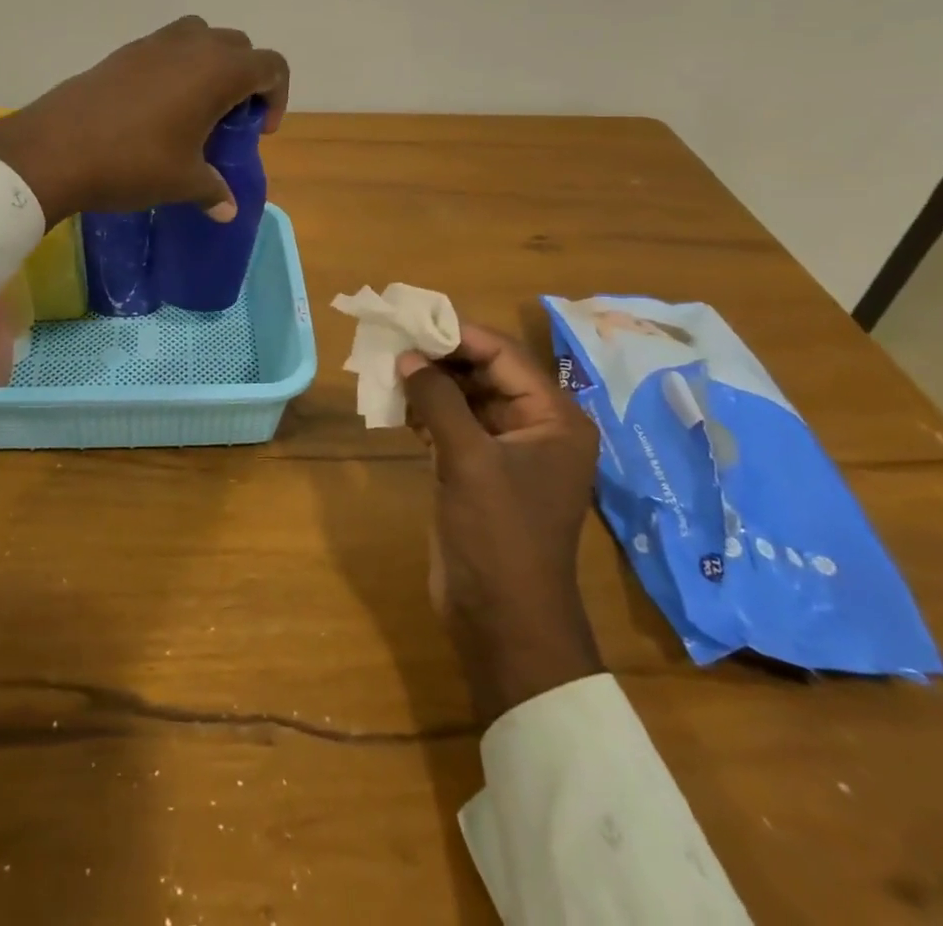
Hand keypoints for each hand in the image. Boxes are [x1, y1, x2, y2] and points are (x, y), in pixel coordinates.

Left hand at [0, 16, 289, 226]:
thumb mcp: (182, 183)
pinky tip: (156, 109)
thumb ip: (213, 190)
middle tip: (230, 118)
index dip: (276, 96)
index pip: (271, 65)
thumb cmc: (133, 163)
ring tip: (196, 106)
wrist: (55, 150)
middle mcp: (190, 46)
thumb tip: (228, 209)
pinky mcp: (121, 53)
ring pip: (199, 37)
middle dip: (245, 78)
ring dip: (209, 64)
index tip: (260, 130)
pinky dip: (175, 68)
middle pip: (237, 46)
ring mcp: (152, 44)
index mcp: (218, 72)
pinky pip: (164, 48)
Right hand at [400, 323, 604, 726]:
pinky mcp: (480, 472)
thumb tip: (406, 355)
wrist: (502, 620)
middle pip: (485, 373)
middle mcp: (536, 427)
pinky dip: (427, 413)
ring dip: (430, 385)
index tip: (413, 321)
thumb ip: (438, 400)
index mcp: (554, 417)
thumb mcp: (468, 459)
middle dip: (440, 359)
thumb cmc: (498, 534)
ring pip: (465, 399)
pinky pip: (454, 426)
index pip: (504, 355)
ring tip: (388, 369)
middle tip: (394, 342)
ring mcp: (507, 451)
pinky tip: (396, 405)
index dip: (459, 335)